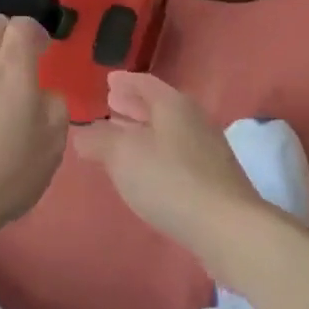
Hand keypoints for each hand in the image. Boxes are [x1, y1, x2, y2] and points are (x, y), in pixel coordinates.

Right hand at [72, 72, 279, 262]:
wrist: (226, 227)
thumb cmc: (169, 180)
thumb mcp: (121, 155)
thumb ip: (97, 139)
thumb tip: (81, 133)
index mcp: (173, 105)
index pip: (145, 83)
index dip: (125, 82)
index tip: (109, 80)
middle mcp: (193, 121)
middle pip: (158, 106)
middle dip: (133, 105)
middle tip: (110, 104)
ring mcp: (206, 150)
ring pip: (167, 131)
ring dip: (142, 130)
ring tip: (120, 136)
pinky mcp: (211, 179)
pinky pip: (175, 153)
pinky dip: (154, 151)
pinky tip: (143, 168)